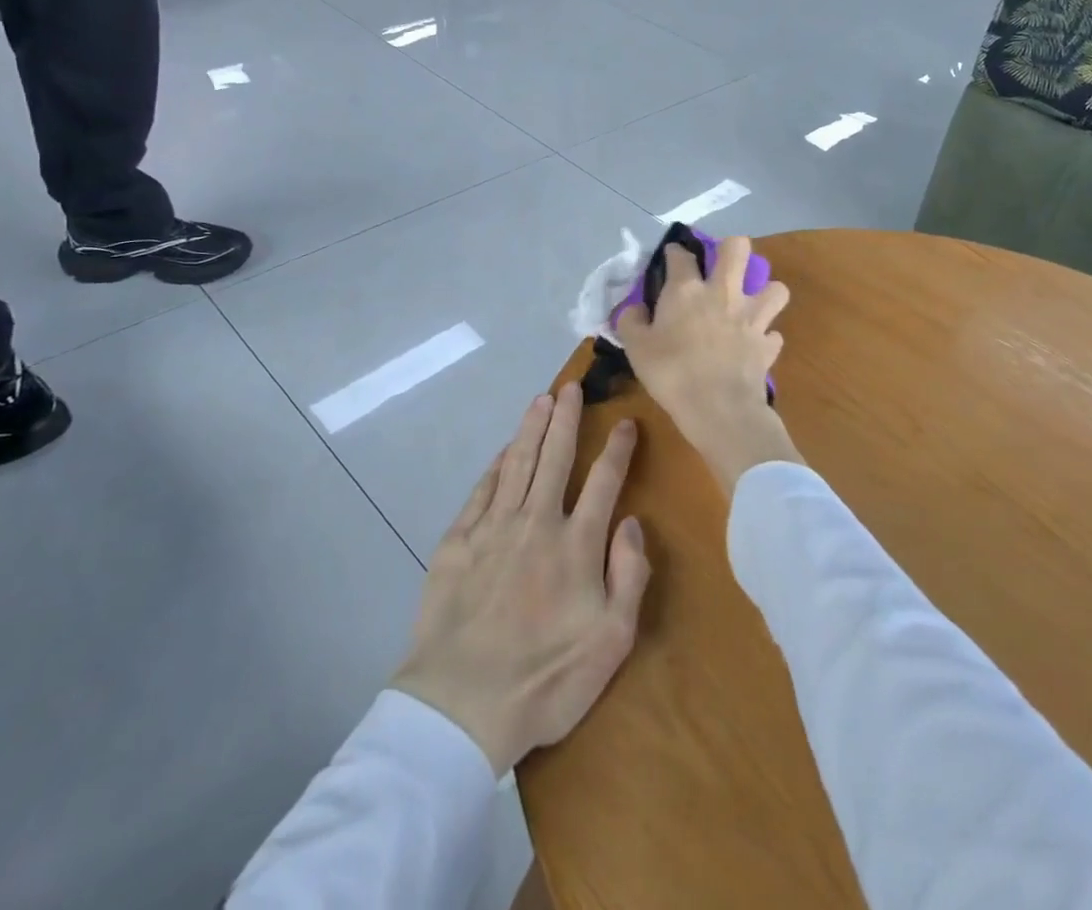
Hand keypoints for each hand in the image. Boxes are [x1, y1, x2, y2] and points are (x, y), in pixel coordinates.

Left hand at [392, 384, 650, 774]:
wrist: (461, 704)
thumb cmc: (545, 679)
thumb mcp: (610, 641)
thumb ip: (629, 576)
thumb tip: (633, 523)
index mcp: (576, 544)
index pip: (603, 481)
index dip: (617, 448)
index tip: (626, 422)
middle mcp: (536, 522)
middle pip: (555, 457)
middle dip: (566, 419)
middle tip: (572, 387)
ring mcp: (494, 527)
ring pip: (518, 463)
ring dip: (532, 428)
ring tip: (541, 399)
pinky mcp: (458, 540)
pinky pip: (483, 490)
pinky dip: (497, 464)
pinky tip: (504, 450)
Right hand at [616, 236, 801, 494]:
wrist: (718, 408)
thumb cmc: (671, 373)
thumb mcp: (636, 348)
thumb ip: (631, 322)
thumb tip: (635, 309)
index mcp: (686, 290)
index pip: (681, 255)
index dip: (675, 251)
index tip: (671, 256)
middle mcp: (723, 293)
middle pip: (738, 248)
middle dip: (731, 248)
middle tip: (722, 265)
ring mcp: (751, 318)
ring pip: (776, 288)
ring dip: (766, 292)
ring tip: (752, 304)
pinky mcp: (767, 345)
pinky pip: (774, 334)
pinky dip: (766, 337)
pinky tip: (756, 344)